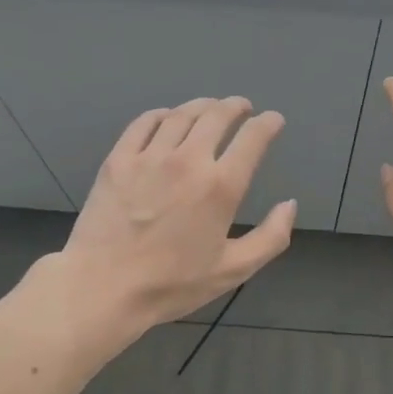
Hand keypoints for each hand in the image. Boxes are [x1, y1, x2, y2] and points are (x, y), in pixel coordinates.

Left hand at [61, 96, 295, 332]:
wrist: (102, 287)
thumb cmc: (171, 284)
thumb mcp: (232, 270)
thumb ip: (270, 237)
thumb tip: (290, 205)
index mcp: (221, 186)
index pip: (253, 138)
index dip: (268, 123)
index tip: (274, 120)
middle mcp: (188, 160)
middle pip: (217, 115)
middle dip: (235, 106)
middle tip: (242, 107)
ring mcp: (150, 156)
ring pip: (182, 114)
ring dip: (202, 105)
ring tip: (210, 107)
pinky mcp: (119, 159)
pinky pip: (144, 123)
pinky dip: (162, 114)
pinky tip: (167, 118)